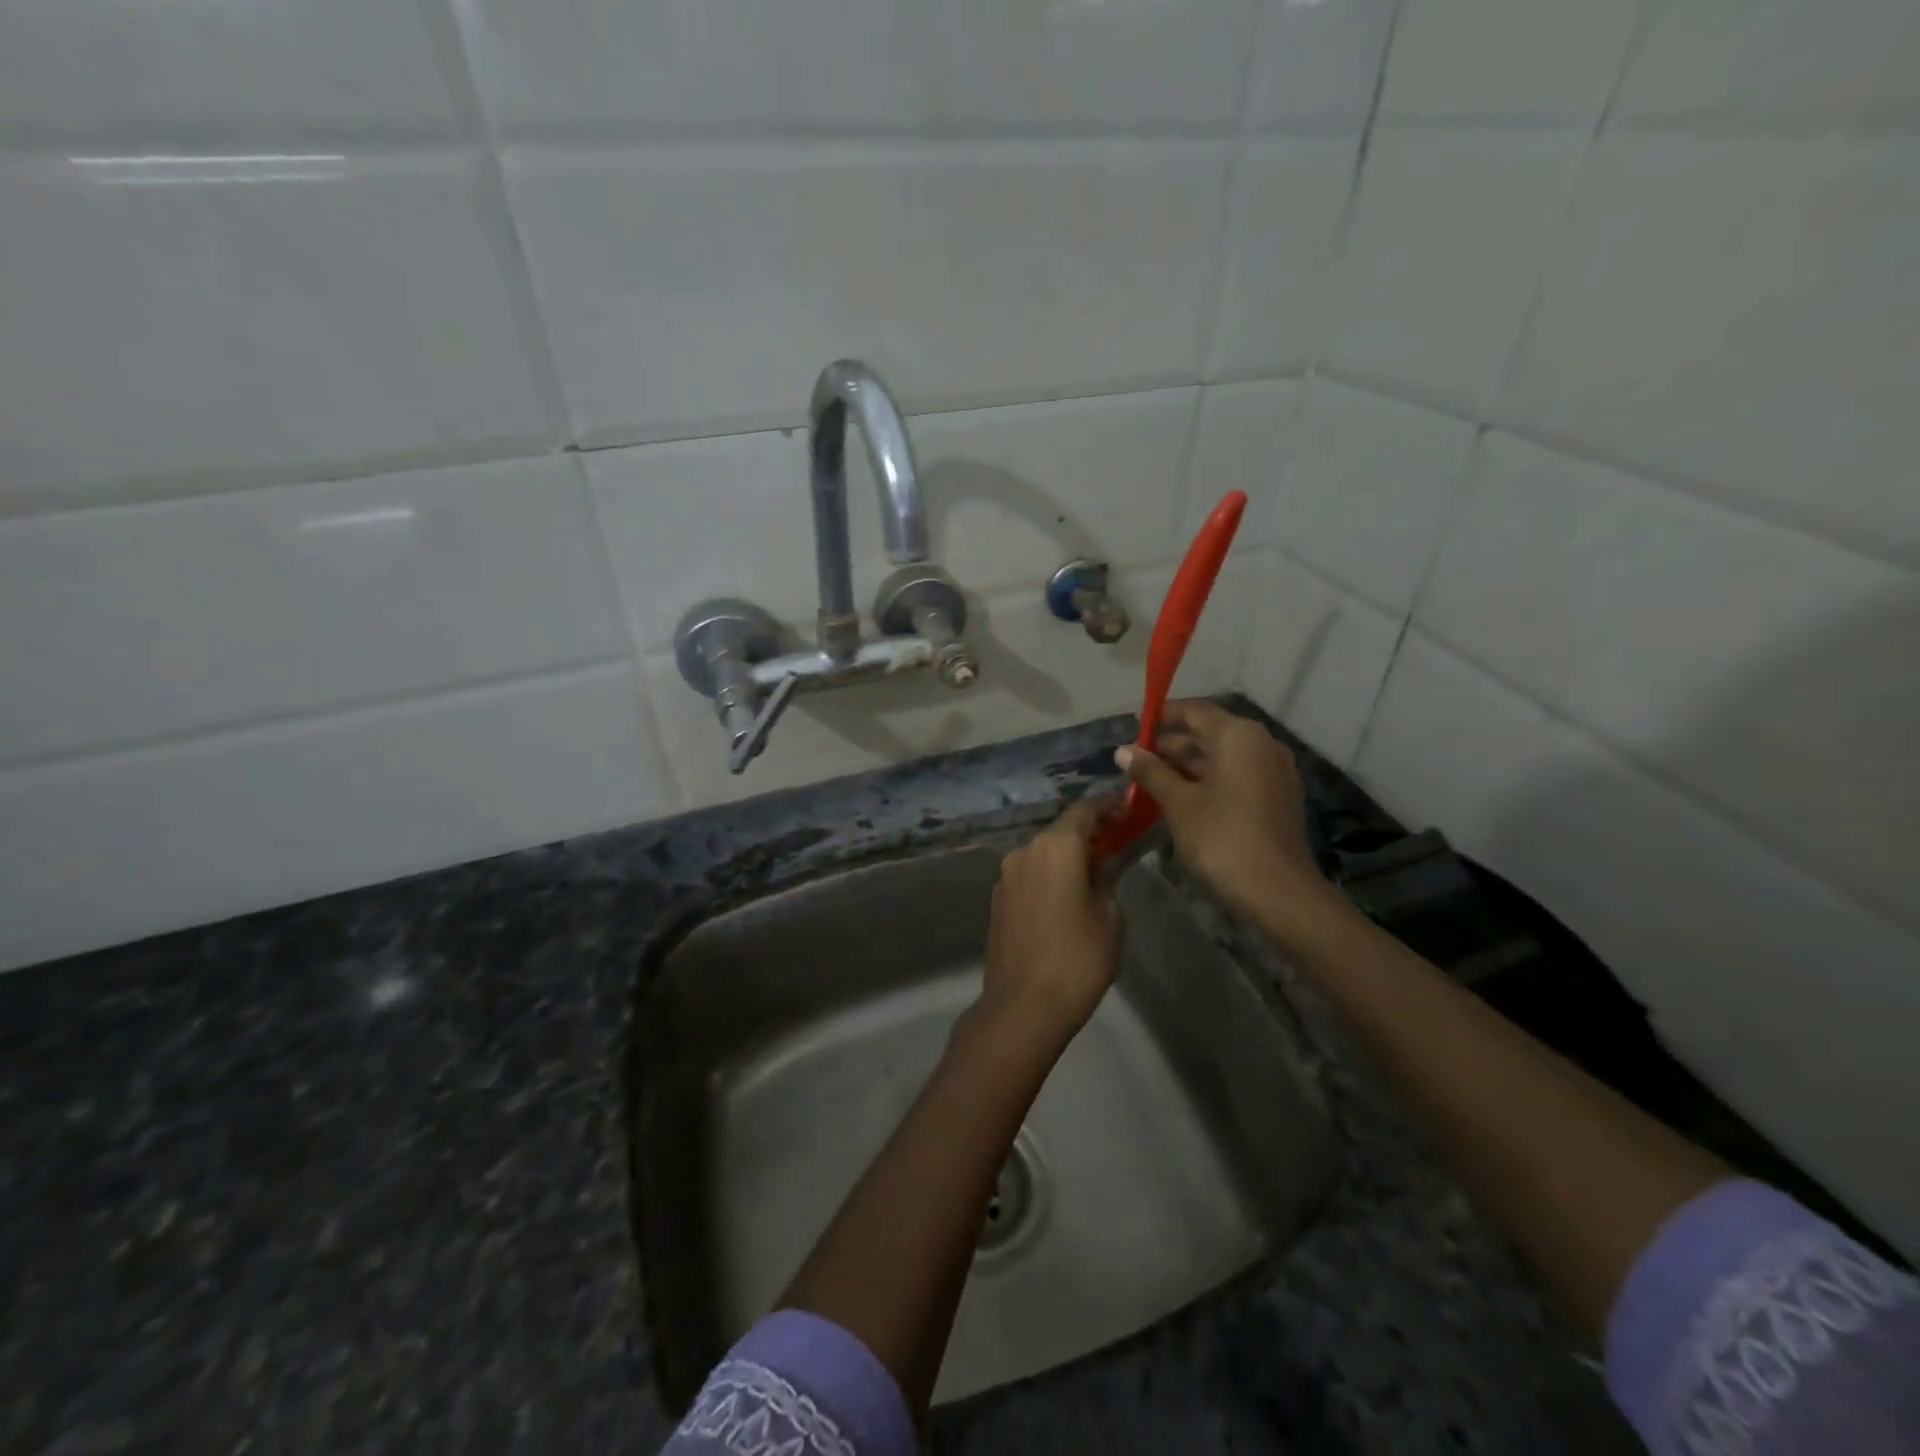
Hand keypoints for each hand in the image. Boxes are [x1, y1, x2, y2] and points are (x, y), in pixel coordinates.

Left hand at [977, 797, 1122, 1044]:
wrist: (1023, 1006)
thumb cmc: (1078, 958)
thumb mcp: (1109, 916)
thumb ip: (1107, 879)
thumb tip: (1101, 864)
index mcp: (1055, 847)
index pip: (1085, 810)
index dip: (1108, 806)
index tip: (1128, 809)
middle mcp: (1025, 851)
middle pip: (1061, 830)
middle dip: (1089, 833)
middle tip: (1117, 842)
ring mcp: (1006, 876)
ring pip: (1043, 853)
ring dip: (1068, 856)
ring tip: (1095, 872)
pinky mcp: (998, 900)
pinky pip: (1030, 875)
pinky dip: (1050, 875)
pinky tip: (1067, 896)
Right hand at [1116, 700, 1338, 937]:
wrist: (1276, 890)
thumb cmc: (1222, 837)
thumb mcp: (1178, 802)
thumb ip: (1150, 771)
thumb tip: (1122, 750)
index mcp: (1239, 736)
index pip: (1195, 711)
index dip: (1163, 716)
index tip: (1134, 725)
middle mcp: (1261, 744)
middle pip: (1210, 733)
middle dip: (1172, 745)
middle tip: (1137, 760)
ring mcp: (1273, 771)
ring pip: (1223, 756)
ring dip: (1188, 765)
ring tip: (1151, 780)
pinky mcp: (1277, 796)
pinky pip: (1237, 775)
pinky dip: (1209, 779)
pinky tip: (1181, 797)